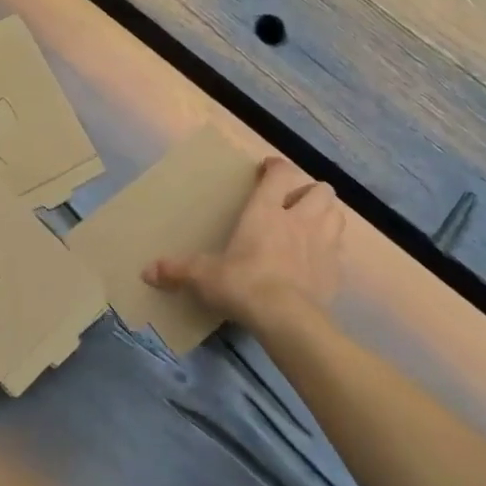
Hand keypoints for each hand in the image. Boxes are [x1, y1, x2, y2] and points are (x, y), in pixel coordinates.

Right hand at [144, 156, 343, 334]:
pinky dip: (331, 251)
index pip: (280, 173)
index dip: (276, 167)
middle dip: (310, 192)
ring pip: (337, 215)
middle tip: (294, 204)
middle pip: (320, 190)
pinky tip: (317, 262)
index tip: (267, 171)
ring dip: (327, 216)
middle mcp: (300, 219)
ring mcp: (323, 244)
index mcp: (267, 210)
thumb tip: (147, 271)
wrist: (286, 318)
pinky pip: (339, 252)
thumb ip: (179, 270)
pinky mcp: (335, 271)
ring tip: (311, 226)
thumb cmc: (244, 284)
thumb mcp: (205, 277)